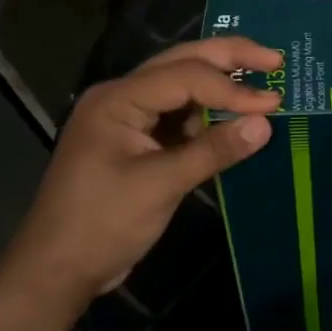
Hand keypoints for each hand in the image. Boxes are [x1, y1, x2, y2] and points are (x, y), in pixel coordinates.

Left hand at [5, 36, 282, 314]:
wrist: (56, 272)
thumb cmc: (102, 224)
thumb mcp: (160, 186)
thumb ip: (214, 150)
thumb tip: (266, 123)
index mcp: (118, 99)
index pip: (185, 76)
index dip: (232, 88)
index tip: (274, 103)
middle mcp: (122, 97)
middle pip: (182, 63)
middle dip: (229, 58)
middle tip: (275, 59)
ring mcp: (128, 118)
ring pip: (181, 85)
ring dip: (220, 83)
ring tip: (262, 80)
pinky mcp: (136, 141)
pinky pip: (178, 114)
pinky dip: (207, 113)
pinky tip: (233, 117)